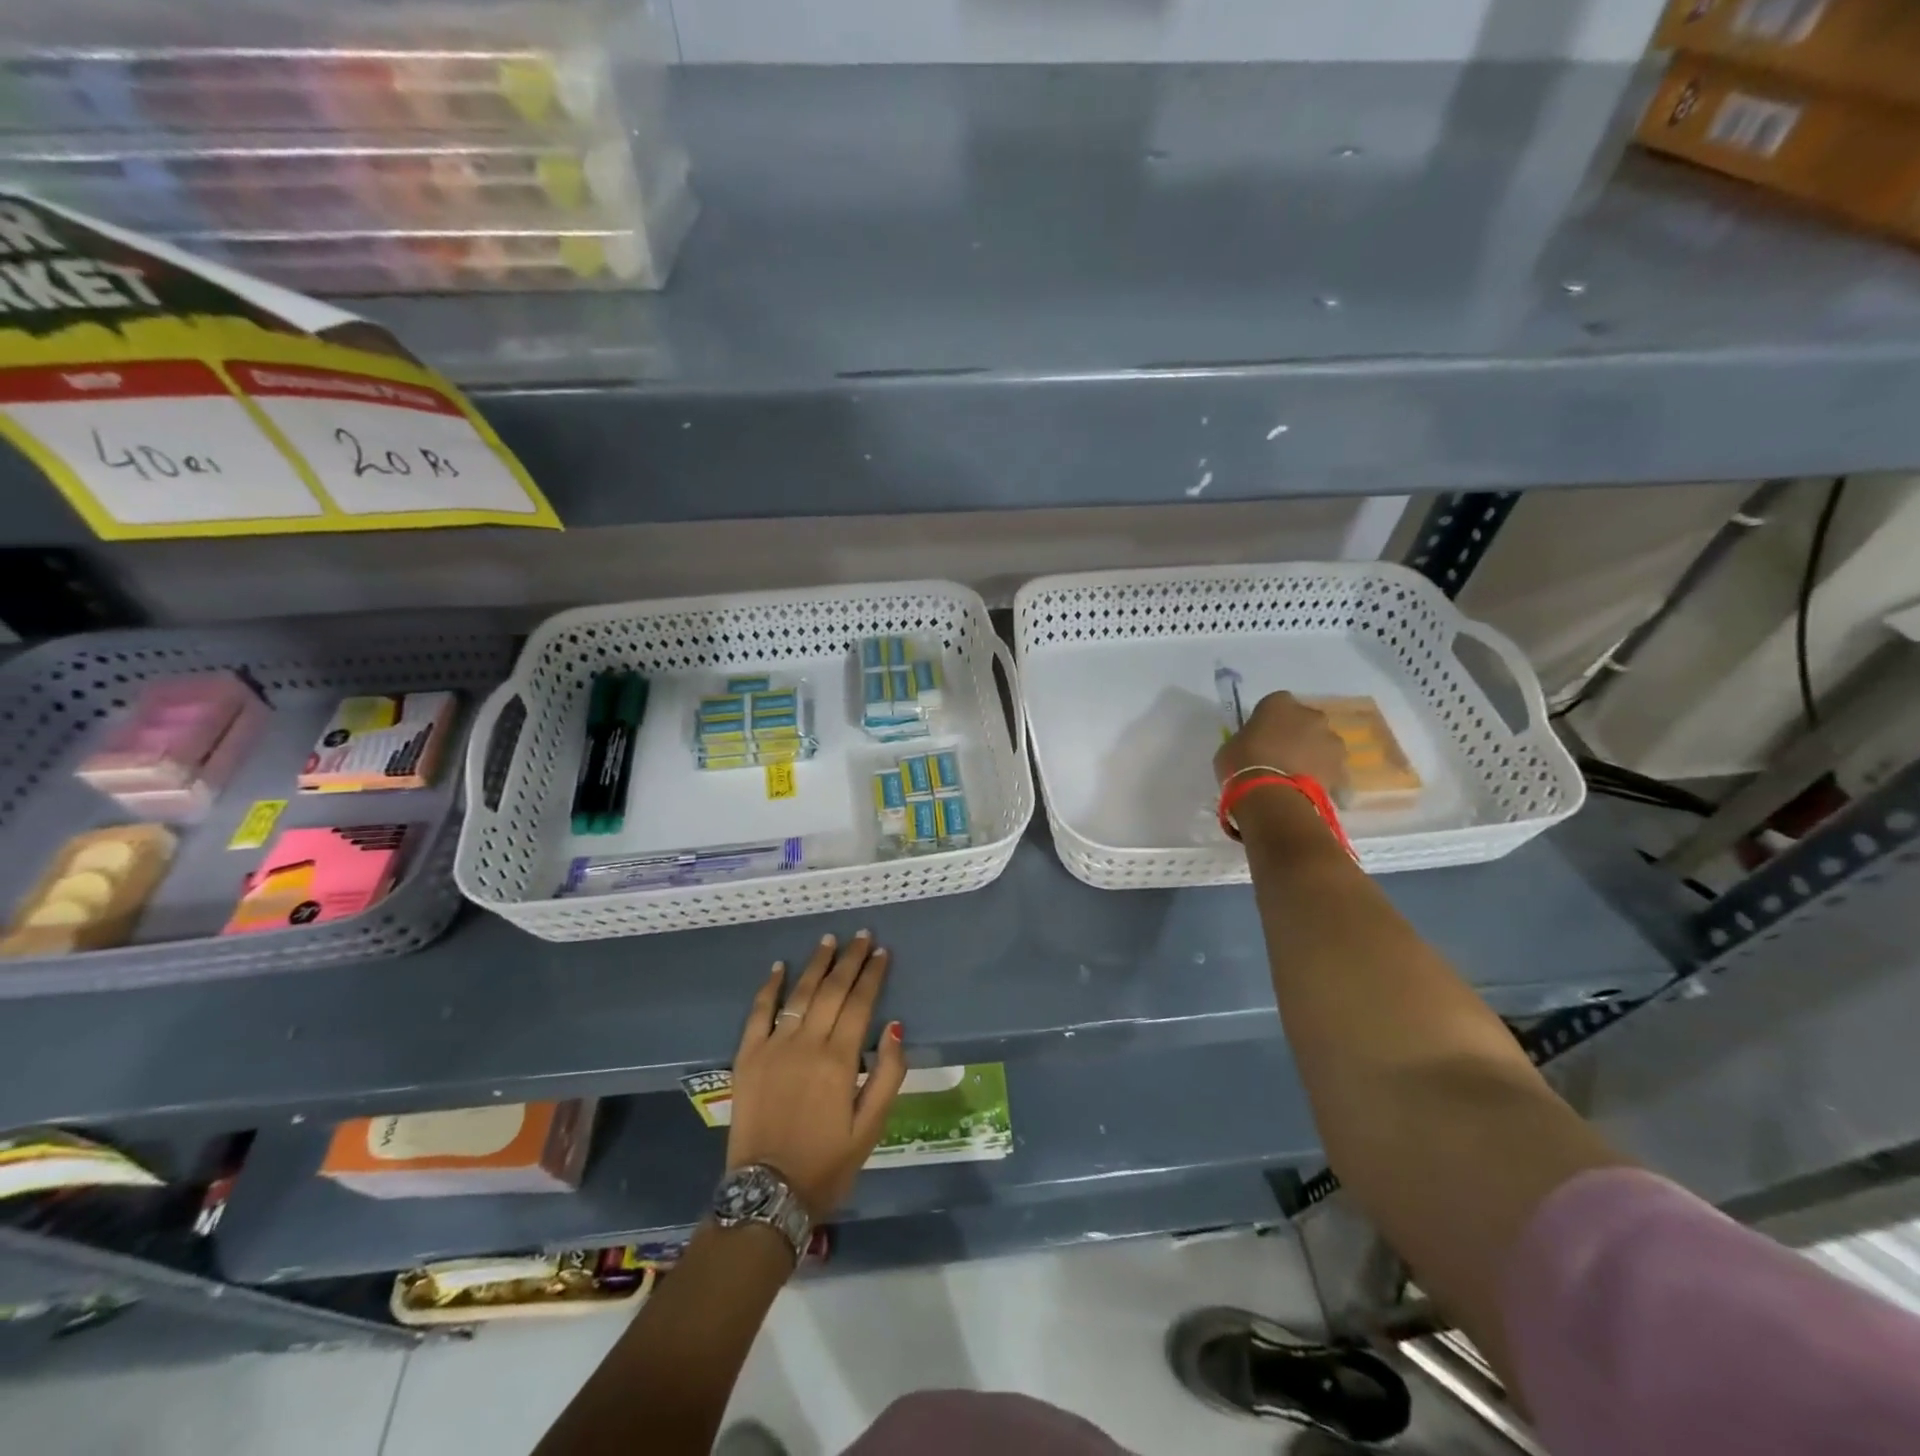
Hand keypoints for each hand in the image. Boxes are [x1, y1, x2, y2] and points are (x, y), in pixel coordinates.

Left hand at [727, 931, 906, 1219]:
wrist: (767, 1194)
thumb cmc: (827, 1163)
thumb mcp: (871, 1128)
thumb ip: (887, 1075)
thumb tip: (896, 1027)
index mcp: (839, 1060)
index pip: (860, 1003)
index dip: (872, 975)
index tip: (882, 952)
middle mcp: (806, 1044)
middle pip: (832, 990)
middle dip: (849, 959)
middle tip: (861, 935)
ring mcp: (773, 1048)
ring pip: (799, 994)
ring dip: (816, 964)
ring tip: (829, 940)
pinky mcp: (747, 1057)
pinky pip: (759, 1013)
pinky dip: (769, 988)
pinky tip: (779, 967)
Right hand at [1214, 691, 1349, 796]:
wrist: (1272, 796)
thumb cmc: (1242, 763)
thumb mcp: (1232, 745)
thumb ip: (1248, 738)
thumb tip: (1254, 743)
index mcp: (1279, 703)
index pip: (1276, 704)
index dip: (1269, 720)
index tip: (1261, 735)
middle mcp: (1310, 715)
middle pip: (1305, 721)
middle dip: (1296, 734)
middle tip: (1281, 755)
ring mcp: (1331, 740)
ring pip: (1322, 743)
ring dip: (1312, 753)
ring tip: (1296, 775)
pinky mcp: (1341, 766)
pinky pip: (1331, 768)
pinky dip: (1323, 775)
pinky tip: (1308, 789)